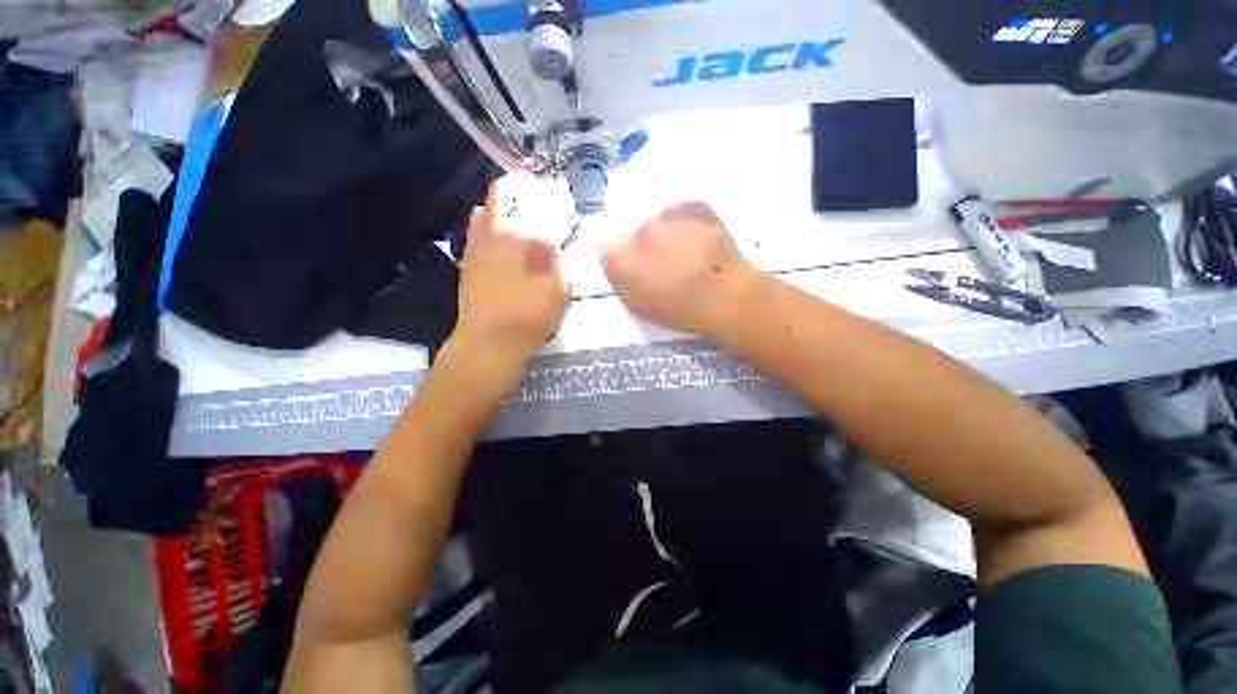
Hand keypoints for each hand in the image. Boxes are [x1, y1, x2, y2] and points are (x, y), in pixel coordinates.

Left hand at [453, 175, 571, 369]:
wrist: (491, 340)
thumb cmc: (533, 317)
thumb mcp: (562, 290)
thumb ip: (563, 261)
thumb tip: (560, 241)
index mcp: (532, 239)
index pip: (546, 203)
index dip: (556, 196)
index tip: (563, 197)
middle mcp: (503, 230)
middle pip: (508, 190)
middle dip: (525, 186)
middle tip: (539, 194)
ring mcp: (481, 240)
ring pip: (489, 203)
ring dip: (506, 200)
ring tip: (520, 211)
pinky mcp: (469, 254)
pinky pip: (476, 223)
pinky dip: (489, 218)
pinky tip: (501, 233)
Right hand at [599, 202, 759, 337]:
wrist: (726, 295)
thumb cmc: (679, 309)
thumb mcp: (637, 304)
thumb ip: (617, 277)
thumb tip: (610, 253)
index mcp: (621, 257)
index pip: (605, 245)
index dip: (619, 254)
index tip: (634, 266)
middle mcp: (638, 229)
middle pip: (634, 231)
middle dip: (644, 245)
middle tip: (665, 263)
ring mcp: (667, 213)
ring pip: (658, 220)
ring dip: (666, 233)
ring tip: (686, 253)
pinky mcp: (693, 205)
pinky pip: (681, 212)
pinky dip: (686, 224)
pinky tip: (700, 242)